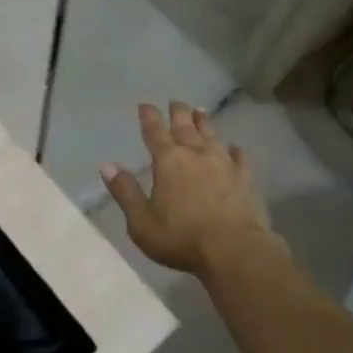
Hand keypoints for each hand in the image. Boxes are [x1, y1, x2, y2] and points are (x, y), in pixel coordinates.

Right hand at [101, 102, 276, 275]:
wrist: (235, 251)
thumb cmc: (182, 238)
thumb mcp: (141, 222)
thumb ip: (125, 192)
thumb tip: (107, 165)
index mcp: (168, 162)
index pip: (155, 132)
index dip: (149, 117)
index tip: (145, 105)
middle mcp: (196, 155)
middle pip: (185, 127)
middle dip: (178, 113)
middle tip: (176, 101)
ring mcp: (223, 165)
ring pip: (211, 136)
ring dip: (204, 123)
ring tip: (200, 111)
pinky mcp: (245, 179)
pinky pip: (239, 158)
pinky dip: (236, 150)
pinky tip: (235, 147)